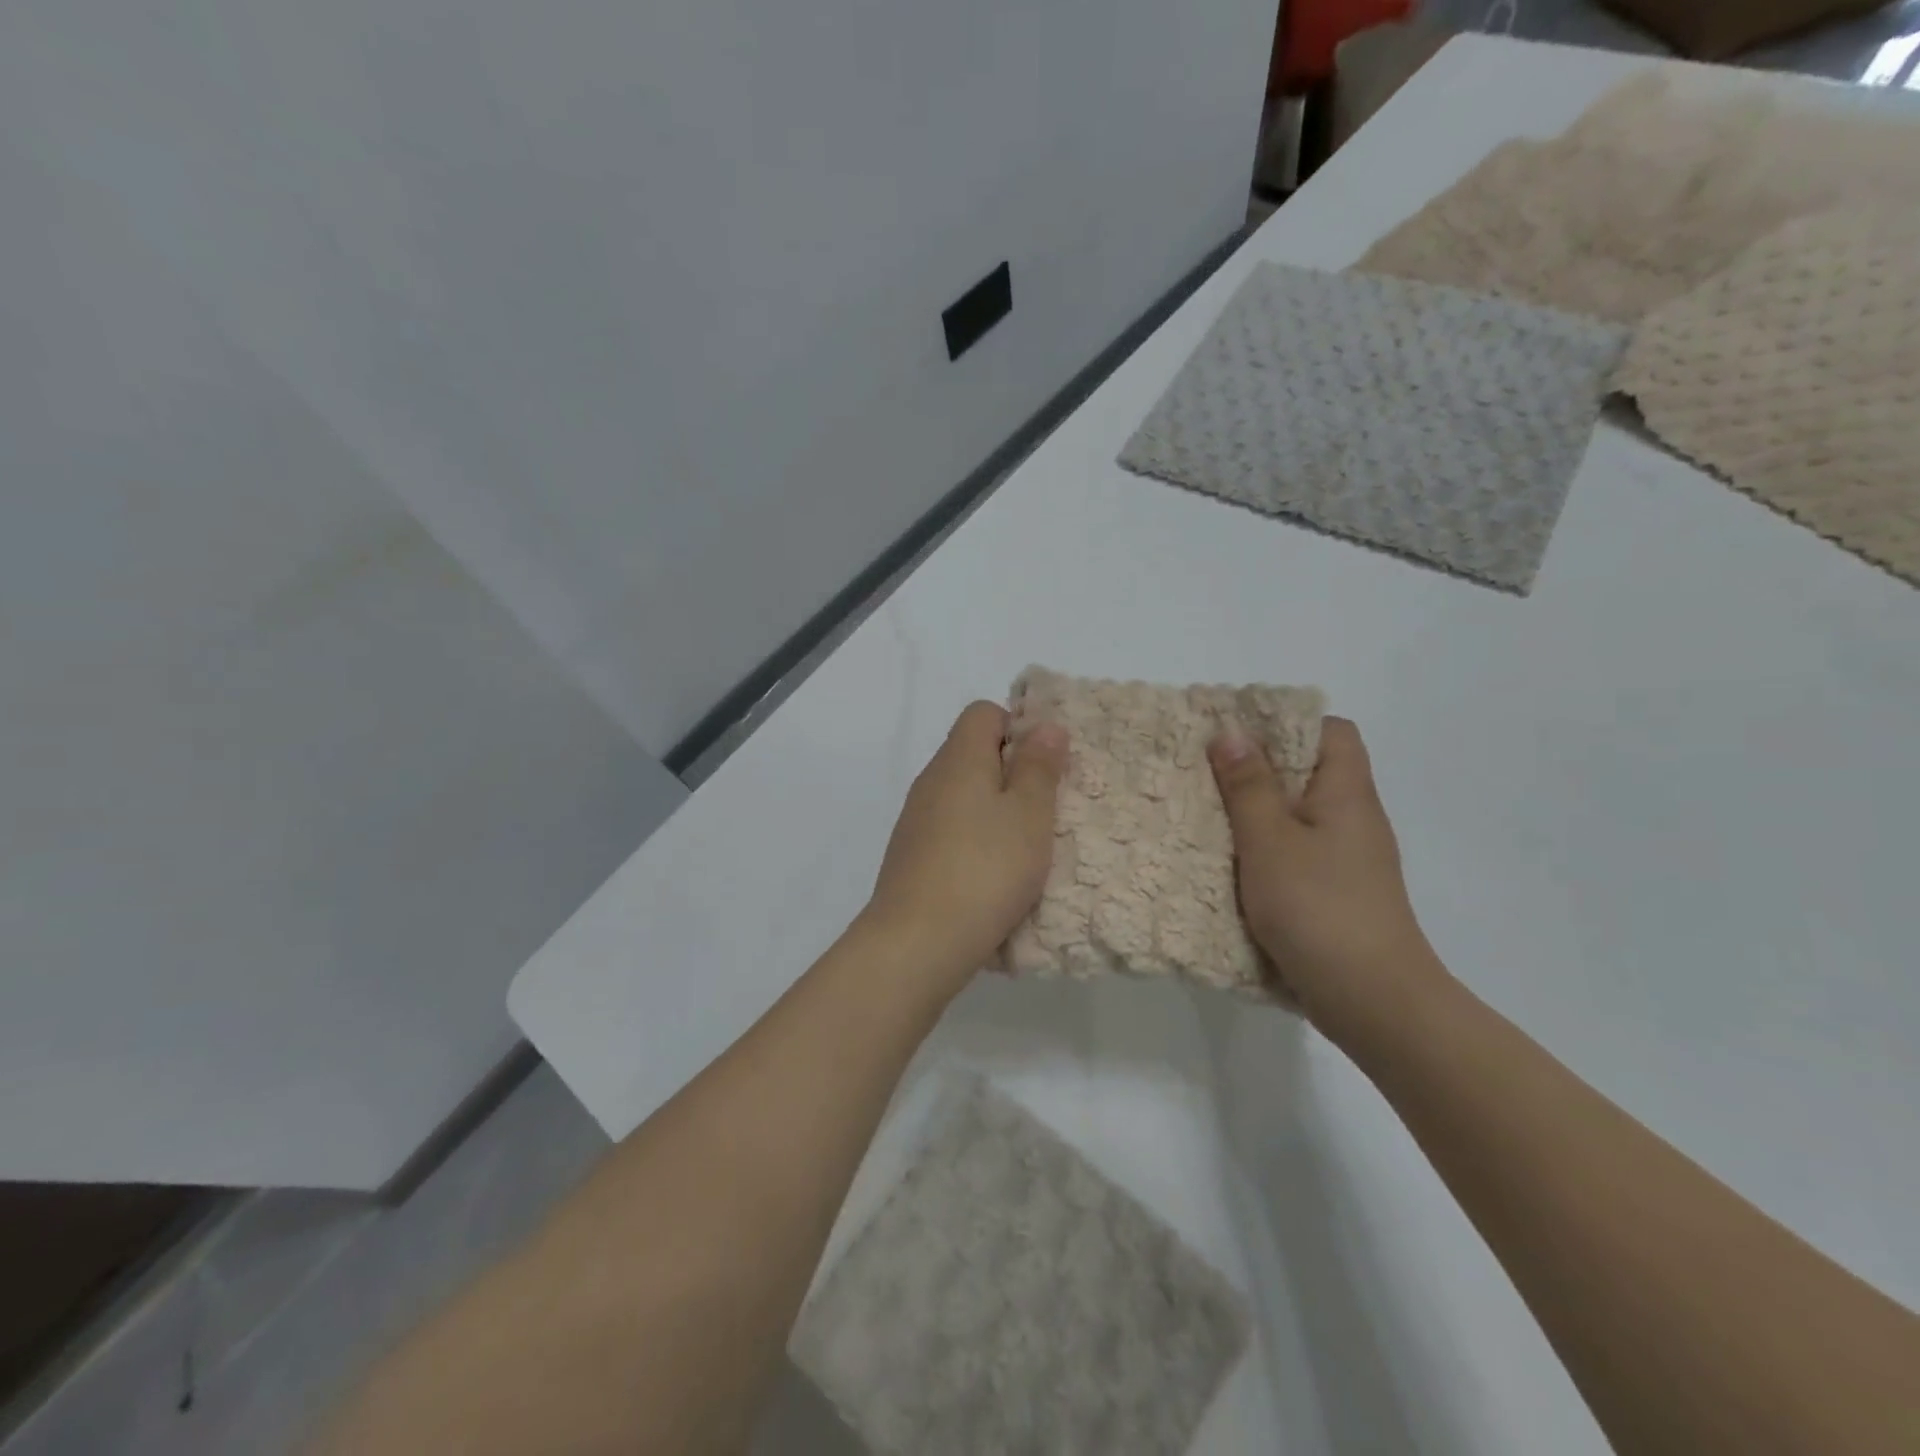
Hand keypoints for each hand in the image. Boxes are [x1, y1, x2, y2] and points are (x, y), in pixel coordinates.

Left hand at [860, 701, 1067, 988]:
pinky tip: (991, 876)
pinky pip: (950, 830)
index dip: (1018, 727)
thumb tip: (1045, 725)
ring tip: (1024, 848)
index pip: (983, 713)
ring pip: (962, 796)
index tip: (1044, 766)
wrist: (917, 942)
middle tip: (1044, 810)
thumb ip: (1039, 767)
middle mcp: (931, 781)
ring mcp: (916, 820)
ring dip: (995, 812)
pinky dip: (974, 841)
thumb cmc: (985, 869)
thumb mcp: (1029, 815)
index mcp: (958, 759)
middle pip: (972, 753)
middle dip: (1012, 773)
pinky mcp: (911, 856)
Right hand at [1209, 717, 1445, 1039]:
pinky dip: (1263, 848)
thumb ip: (1248, 786)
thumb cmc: (1319, 907)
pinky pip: (1295, 851)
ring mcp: (1347, 859)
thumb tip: (1230, 732)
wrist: (1372, 1000)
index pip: (1332, 731)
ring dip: (1255, 811)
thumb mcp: (1270, 840)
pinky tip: (1230, 862)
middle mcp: (1353, 818)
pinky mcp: (1335, 892)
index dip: (1287, 723)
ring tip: (1207, 812)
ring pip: (1298, 814)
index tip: (1237, 733)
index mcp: (1346, 793)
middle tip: (1205, 770)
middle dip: (1257, 767)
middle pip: (1309, 771)